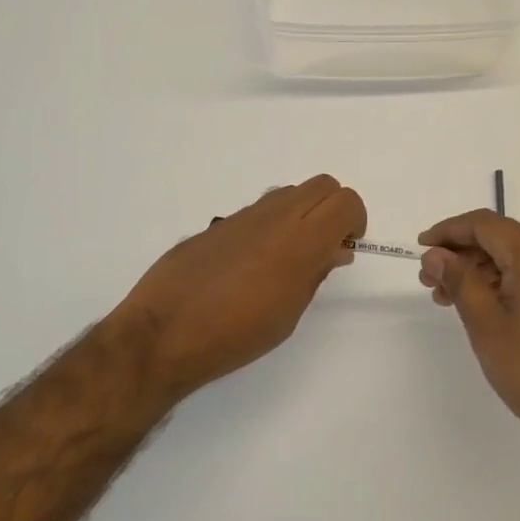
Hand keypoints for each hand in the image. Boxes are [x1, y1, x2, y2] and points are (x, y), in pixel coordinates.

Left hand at [109, 175, 365, 407]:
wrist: (164, 333)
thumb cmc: (235, 335)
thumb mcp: (289, 314)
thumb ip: (315, 273)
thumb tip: (334, 249)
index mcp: (299, 242)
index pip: (345, 201)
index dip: (355, 220)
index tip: (346, 247)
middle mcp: (274, 217)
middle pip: (322, 185)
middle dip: (333, 209)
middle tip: (325, 247)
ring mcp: (243, 216)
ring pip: (290, 193)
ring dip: (302, 214)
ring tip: (288, 258)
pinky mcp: (218, 223)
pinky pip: (258, 210)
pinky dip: (271, 224)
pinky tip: (252, 264)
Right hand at [419, 211, 519, 460]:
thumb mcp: (486, 324)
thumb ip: (459, 281)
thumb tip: (436, 254)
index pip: (485, 224)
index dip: (449, 230)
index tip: (420, 248)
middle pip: (499, 238)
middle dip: (460, 253)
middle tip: (428, 279)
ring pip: (511, 258)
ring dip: (476, 270)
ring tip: (445, 297)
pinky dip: (497, 283)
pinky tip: (477, 306)